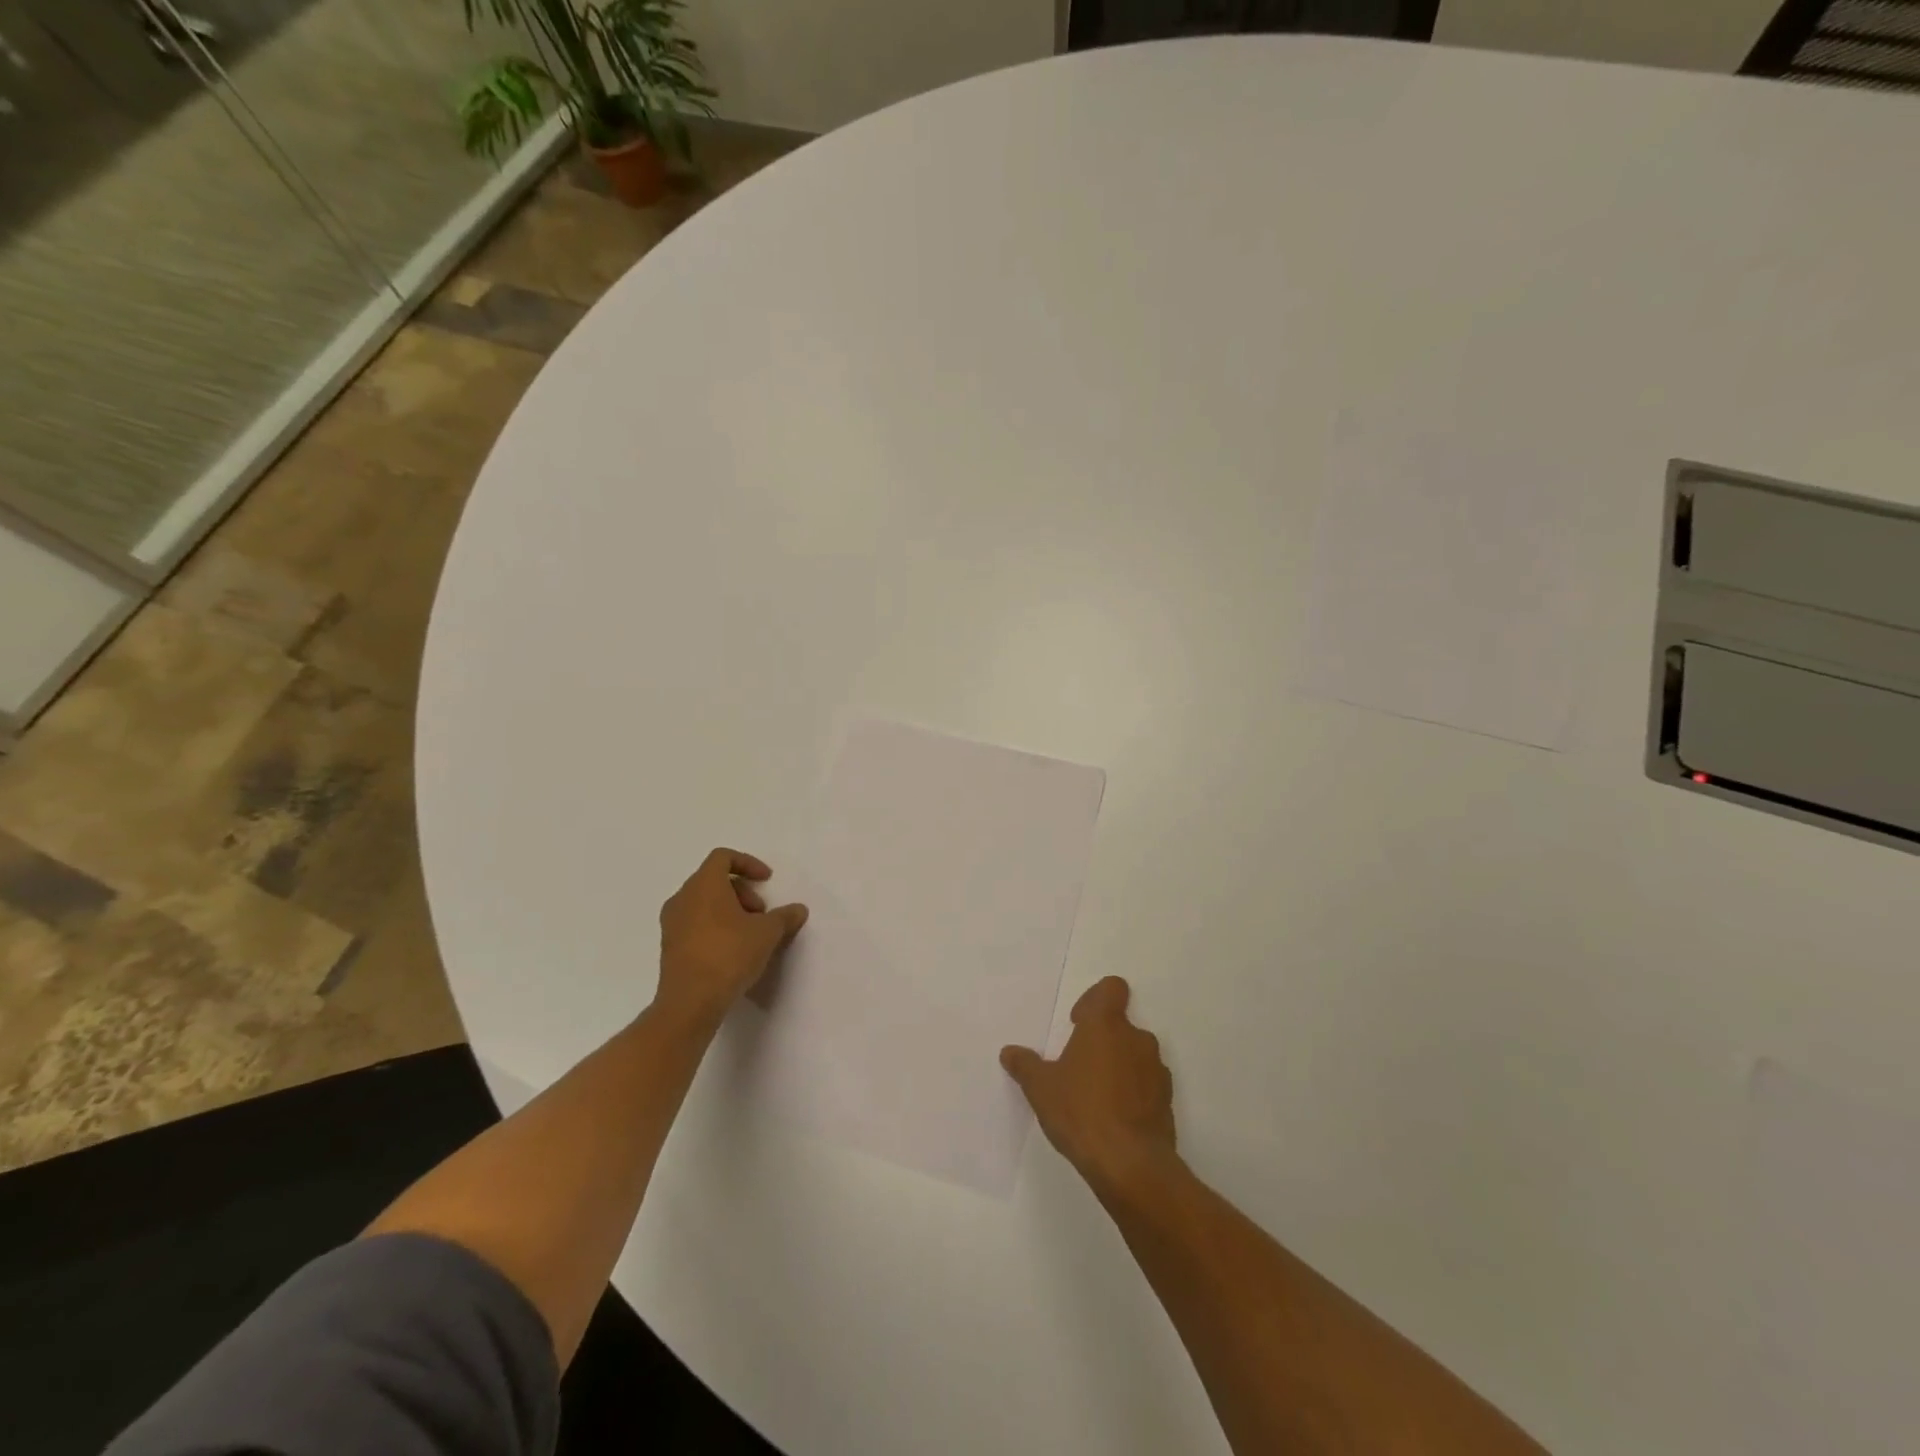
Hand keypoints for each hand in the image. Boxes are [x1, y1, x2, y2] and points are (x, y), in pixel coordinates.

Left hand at [657, 849, 807, 1028]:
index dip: (748, 863)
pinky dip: (715, 926)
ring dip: (729, 910)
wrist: (690, 1002)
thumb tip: (798, 910)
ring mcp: (671, 923)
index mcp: (703, 885)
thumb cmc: (729, 954)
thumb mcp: (767, 933)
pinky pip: (695, 923)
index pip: (723, 857)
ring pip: (703, 903)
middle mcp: (682, 898)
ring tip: (750, 934)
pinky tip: (732, 951)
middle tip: (761, 914)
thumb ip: (784, 917)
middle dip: (742, 891)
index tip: (767, 880)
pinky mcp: (669, 946)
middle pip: (713, 880)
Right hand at [1001, 976, 1178, 1195]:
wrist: (1130, 1164)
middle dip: (1102, 1041)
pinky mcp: (1168, 1100)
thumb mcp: (1041, 1088)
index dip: (1095, 1000)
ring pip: (1136, 1055)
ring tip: (1097, 1098)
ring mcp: (1157, 1069)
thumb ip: (1025, 1065)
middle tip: (1080, 1068)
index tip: (1078, 1025)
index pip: (1112, 988)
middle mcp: (1136, 1038)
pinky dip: (1134, 1092)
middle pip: (1121, 1025)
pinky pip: (1148, 1084)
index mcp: (1105, 1025)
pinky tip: (1116, 1119)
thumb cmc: (1081, 1112)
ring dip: (1119, 1066)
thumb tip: (1010, 1052)